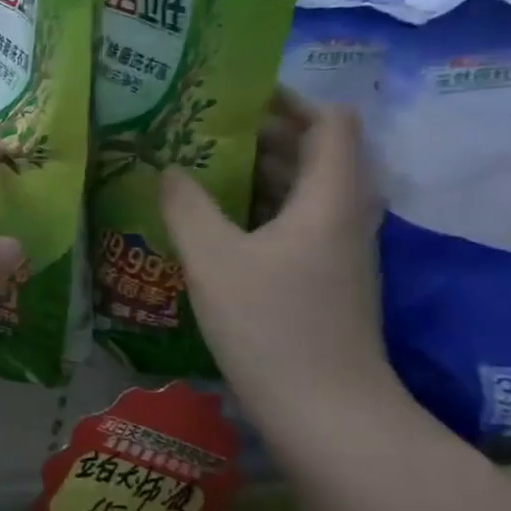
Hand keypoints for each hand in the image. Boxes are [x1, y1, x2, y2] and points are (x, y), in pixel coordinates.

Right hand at [161, 103, 393, 424]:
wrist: (327, 414)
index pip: (330, 122)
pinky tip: (211, 223)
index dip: (288, 100)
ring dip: (254, 174)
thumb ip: (186, 205)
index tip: (234, 96)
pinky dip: (257, 210)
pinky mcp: (324, 281)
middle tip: (199, 130)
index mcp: (329, 198)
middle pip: (313, 154)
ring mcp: (337, 252)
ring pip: (300, 192)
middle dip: (259, 135)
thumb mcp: (214, 258)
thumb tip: (167, 168)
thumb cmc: (272, 325)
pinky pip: (292, 224)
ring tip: (195, 168)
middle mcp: (343, 217)